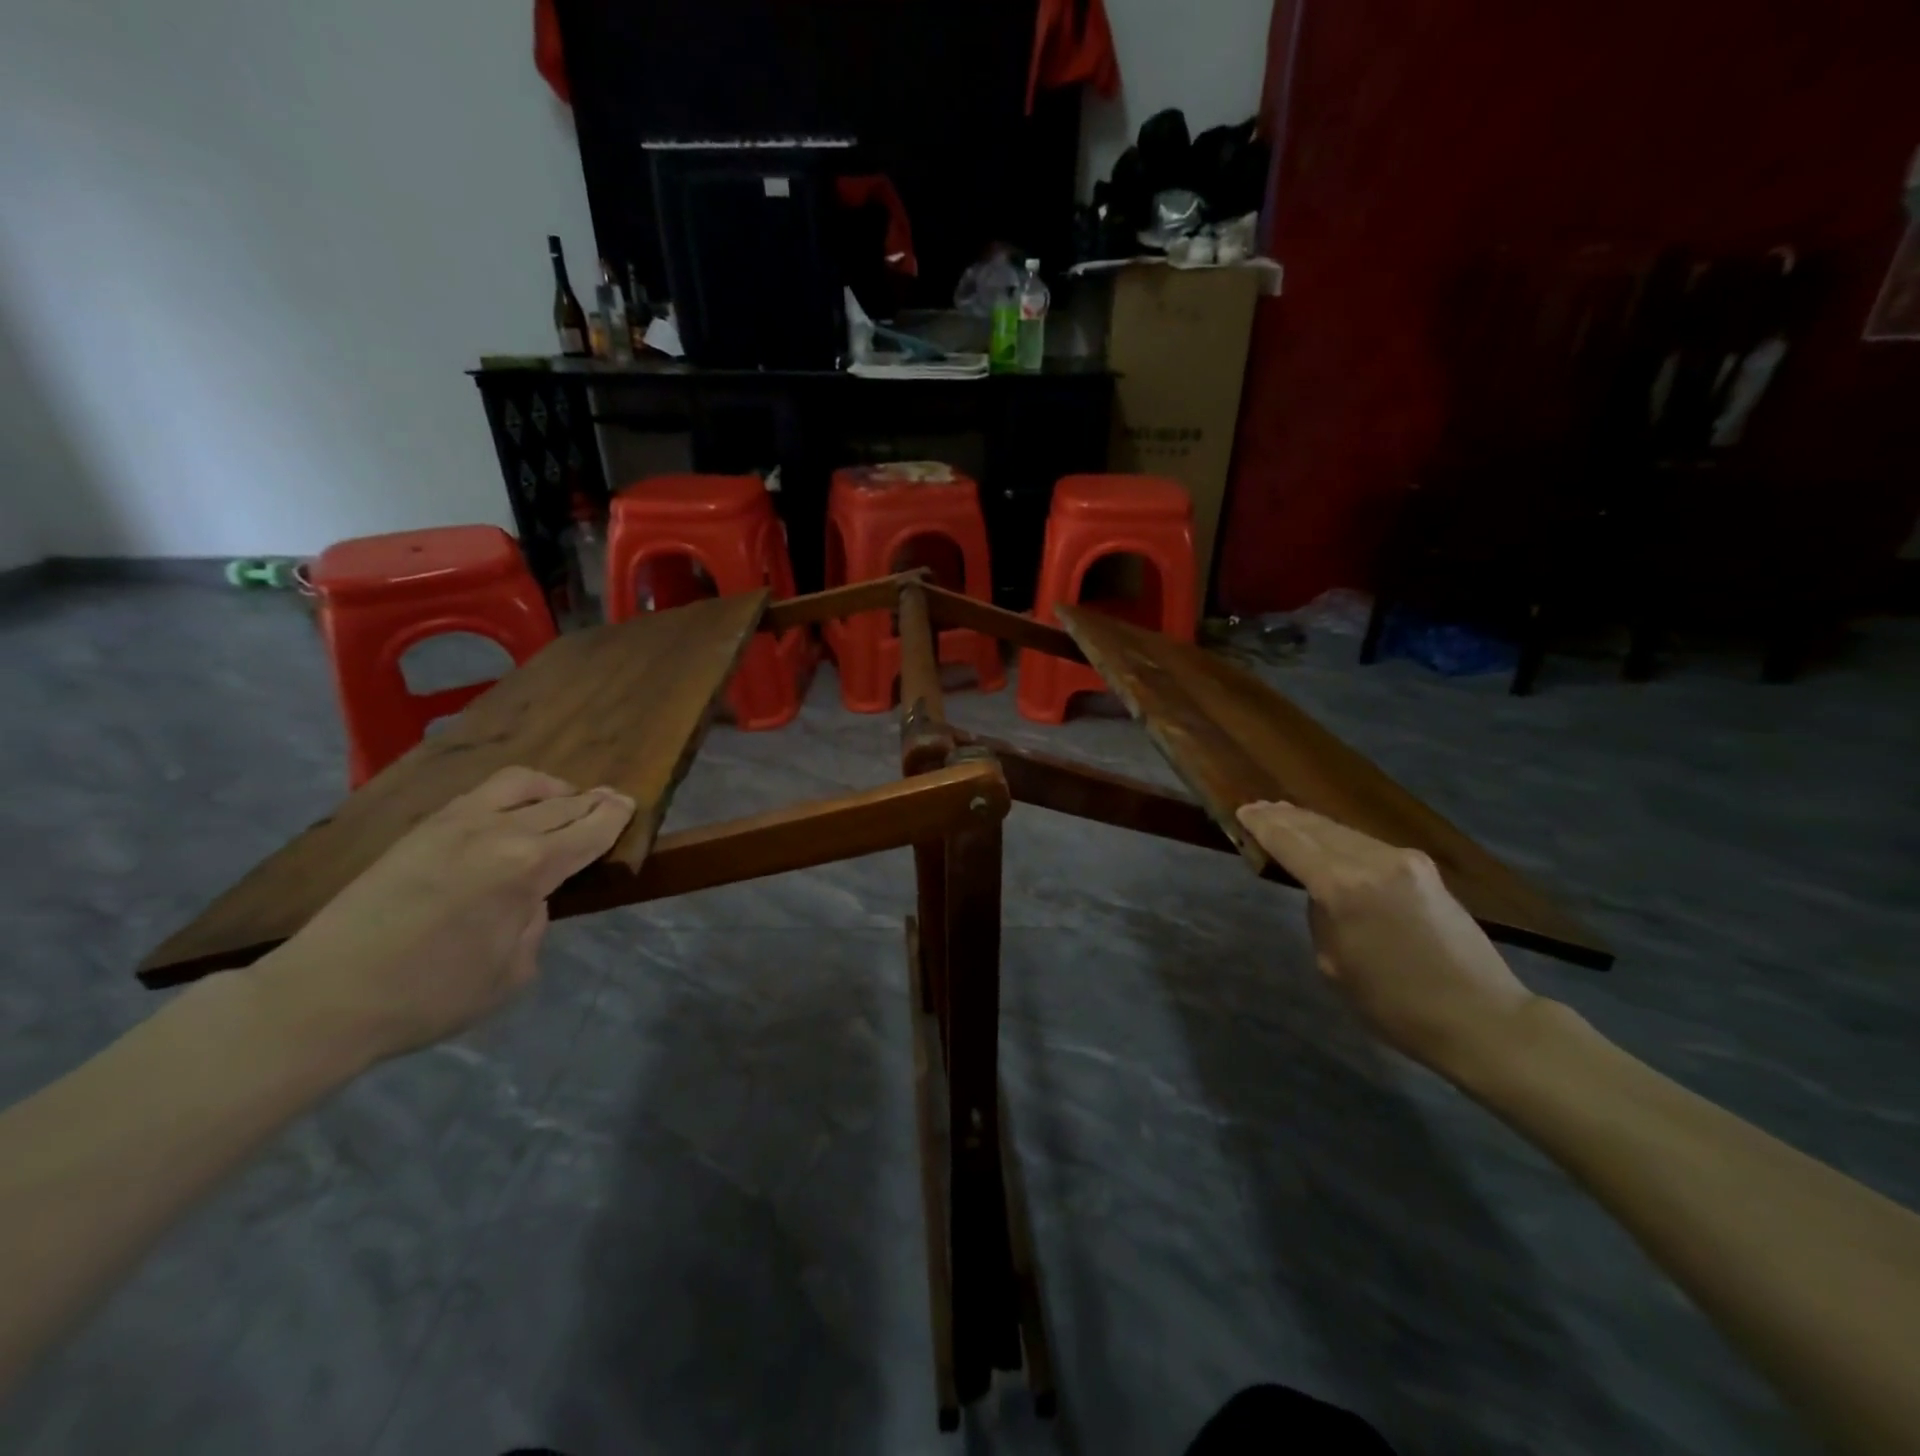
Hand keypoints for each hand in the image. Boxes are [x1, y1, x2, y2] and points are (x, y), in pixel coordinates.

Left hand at [248, 767, 636, 1066]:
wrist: (323, 997)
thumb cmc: (429, 996)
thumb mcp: (511, 974)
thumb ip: (535, 925)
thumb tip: (529, 900)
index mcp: (529, 868)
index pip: (589, 830)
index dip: (615, 817)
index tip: (631, 805)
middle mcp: (498, 832)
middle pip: (562, 802)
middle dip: (593, 800)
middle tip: (613, 800)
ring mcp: (455, 823)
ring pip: (521, 783)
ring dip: (554, 787)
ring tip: (566, 797)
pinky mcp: (422, 828)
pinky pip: (482, 793)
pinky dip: (514, 792)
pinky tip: (515, 808)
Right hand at [1236, 800, 1538, 1076]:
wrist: (1481, 1017)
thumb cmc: (1395, 1005)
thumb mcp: (1333, 963)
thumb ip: (1320, 914)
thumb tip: (1322, 891)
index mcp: (1342, 888)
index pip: (1291, 843)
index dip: (1263, 825)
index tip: (1242, 811)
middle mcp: (1372, 861)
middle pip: (1317, 828)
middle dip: (1284, 817)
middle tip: (1257, 807)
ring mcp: (1403, 860)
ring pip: (1343, 831)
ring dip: (1311, 824)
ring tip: (1286, 816)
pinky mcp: (1423, 868)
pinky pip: (1367, 843)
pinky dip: (1339, 837)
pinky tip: (1327, 838)